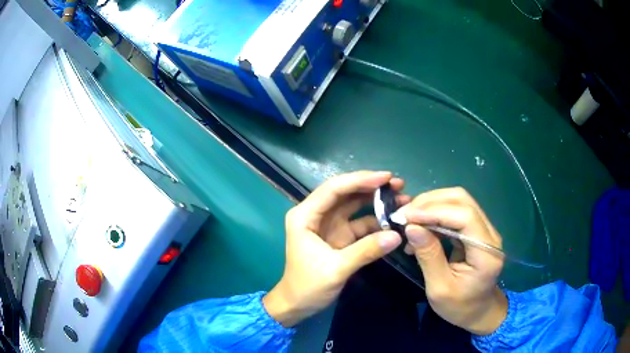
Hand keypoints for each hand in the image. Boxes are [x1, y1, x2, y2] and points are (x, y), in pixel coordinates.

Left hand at [263, 171, 408, 326]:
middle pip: (345, 193)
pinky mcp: (340, 236)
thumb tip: (397, 235)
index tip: (386, 177)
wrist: (297, 305)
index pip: (333, 189)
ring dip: (376, 201)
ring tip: (401, 197)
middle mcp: (316, 214)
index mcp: (305, 216)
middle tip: (398, 184)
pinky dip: (376, 221)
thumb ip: (366, 251)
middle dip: (371, 186)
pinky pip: (360, 223)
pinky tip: (393, 220)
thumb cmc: (308, 286)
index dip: (360, 180)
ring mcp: (329, 225)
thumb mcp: (336, 269)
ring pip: (354, 205)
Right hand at [398, 187, 506, 335]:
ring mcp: (485, 229)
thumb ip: (428, 256)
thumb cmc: (459, 307)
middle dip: (430, 203)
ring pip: (458, 201)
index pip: (465, 216)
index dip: (435, 211)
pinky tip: (420, 227)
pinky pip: (455, 212)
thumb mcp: (439, 288)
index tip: (406, 217)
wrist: (478, 311)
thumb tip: (411, 227)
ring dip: (431, 205)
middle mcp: (490, 234)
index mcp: (486, 252)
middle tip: (403, 215)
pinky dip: (435, 214)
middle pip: (462, 200)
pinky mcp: (476, 230)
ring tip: (408, 219)